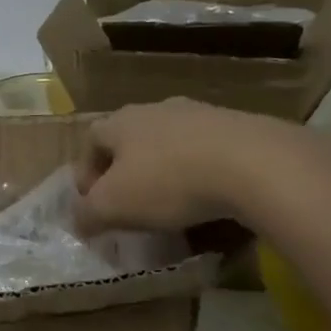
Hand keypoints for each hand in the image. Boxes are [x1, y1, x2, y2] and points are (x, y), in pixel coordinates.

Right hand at [75, 98, 288, 234]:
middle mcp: (157, 109)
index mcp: (122, 121)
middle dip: (125, 171)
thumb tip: (77, 221)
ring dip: (164, 170)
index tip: (92, 203)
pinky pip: (207, 151)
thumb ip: (88, 214)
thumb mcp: (114, 206)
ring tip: (171, 204)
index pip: (91, 139)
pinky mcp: (238, 127)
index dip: (85, 171)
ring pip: (170, 143)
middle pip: (131, 138)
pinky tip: (209, 198)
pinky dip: (200, 173)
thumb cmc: (168, 181)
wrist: (253, 163)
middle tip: (129, 203)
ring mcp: (200, 114)